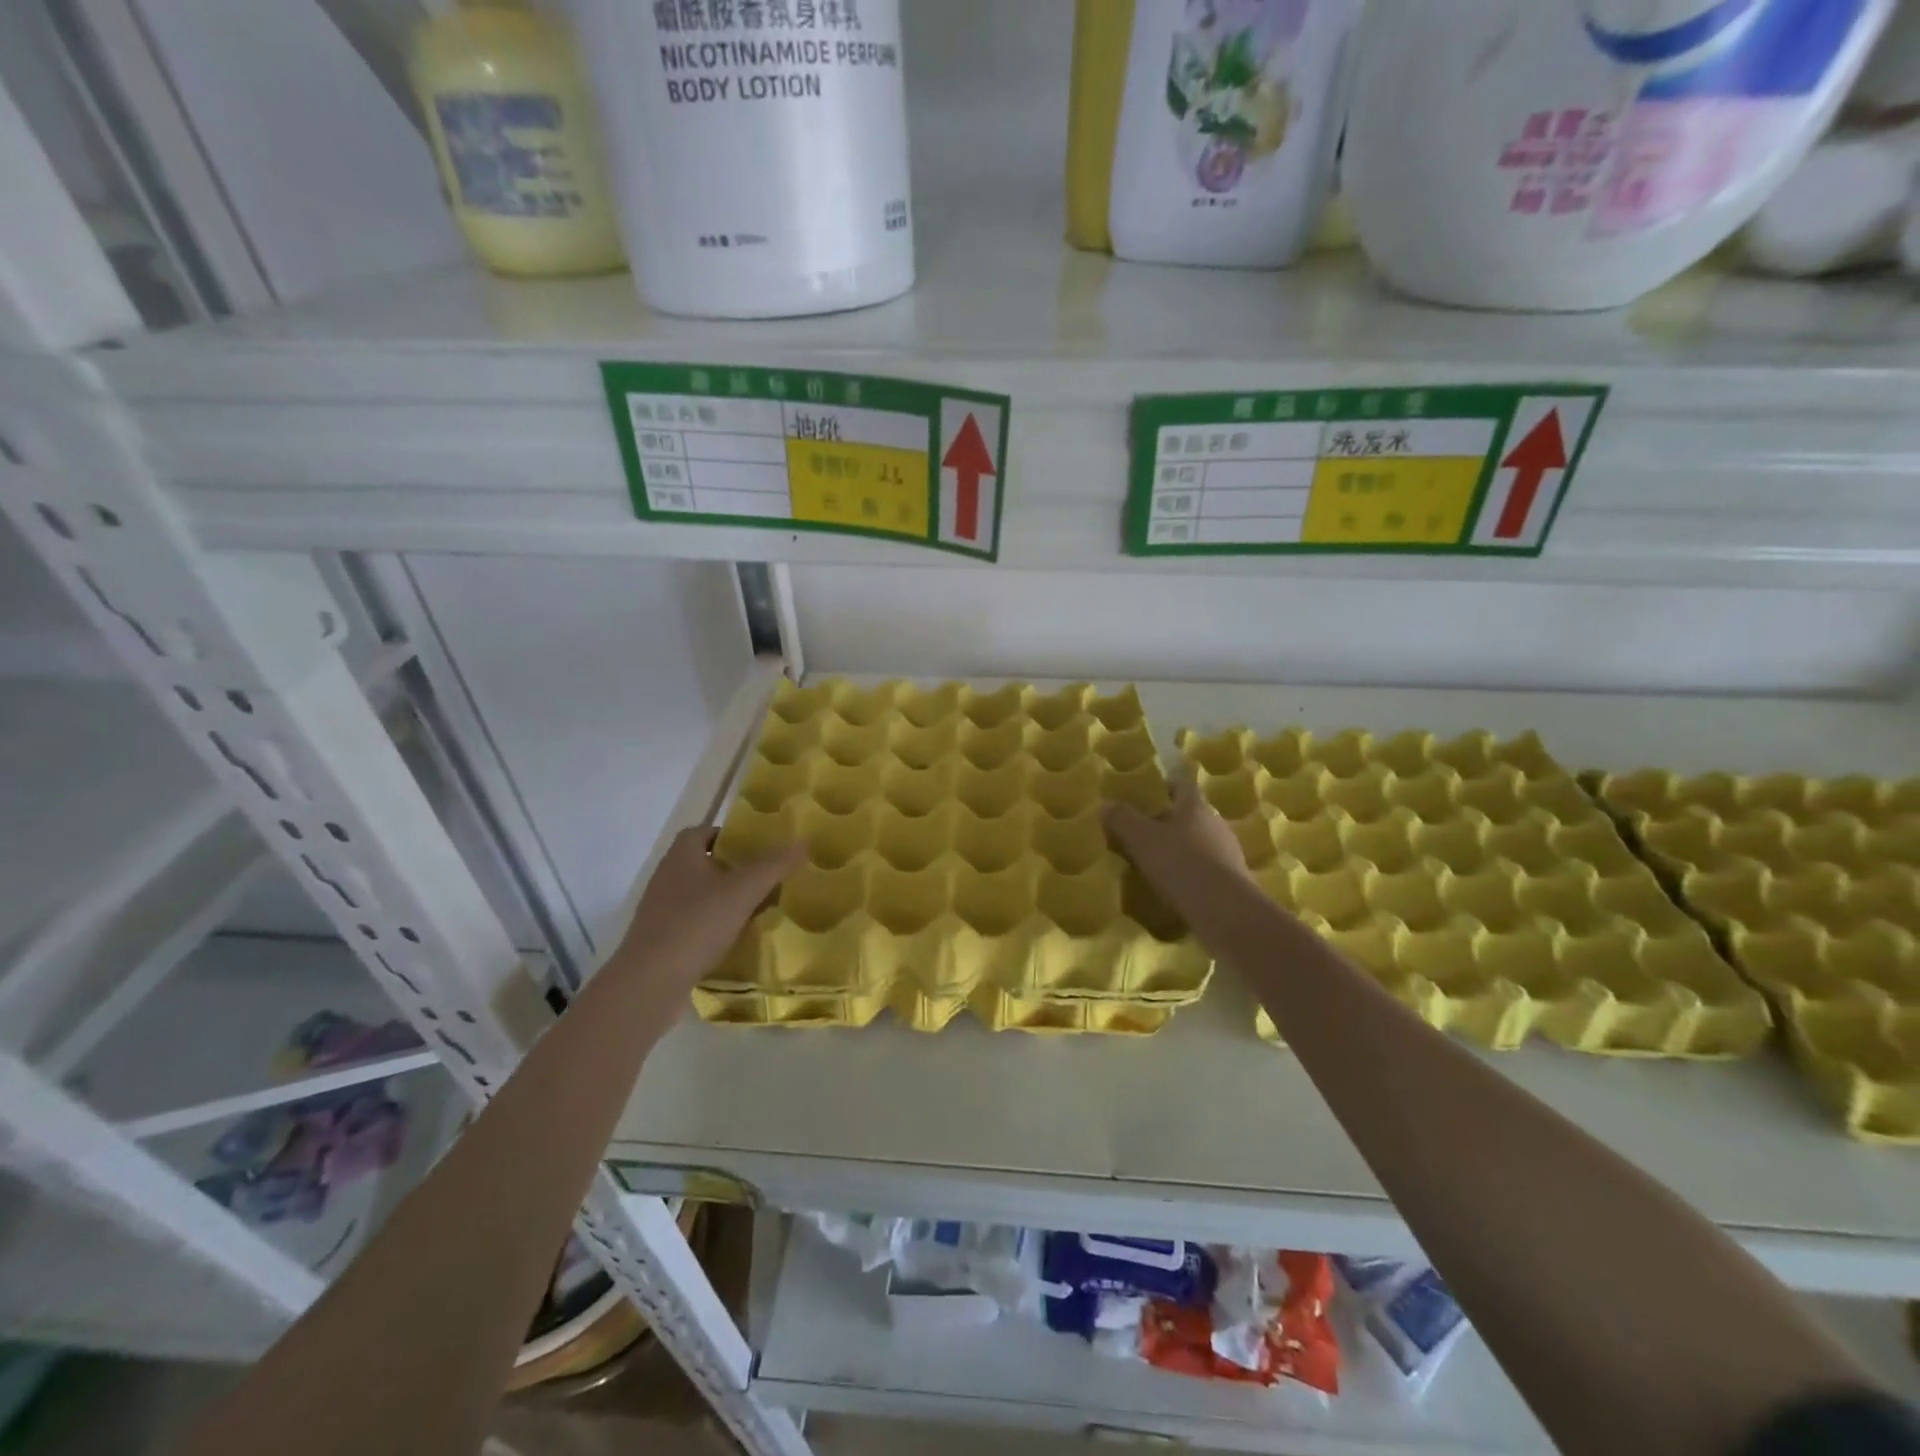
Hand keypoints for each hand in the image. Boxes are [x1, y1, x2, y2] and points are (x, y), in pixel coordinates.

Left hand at [615, 829, 803, 989]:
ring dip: (723, 899)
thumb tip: (803, 842)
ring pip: (697, 895)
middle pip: (702, 863)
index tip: (755, 848)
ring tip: (755, 909)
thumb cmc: (696, 924)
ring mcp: (659, 911)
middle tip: (763, 878)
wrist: (650, 982)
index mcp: (681, 857)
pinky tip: (734, 939)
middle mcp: (666, 878)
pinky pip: (692, 923)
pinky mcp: (660, 940)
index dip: (728, 835)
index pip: (702, 832)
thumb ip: (774, 865)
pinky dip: (713, 925)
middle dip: (732, 869)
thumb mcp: (743, 891)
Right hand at [1104, 780, 1249, 900]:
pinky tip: (1177, 887)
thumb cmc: (1180, 864)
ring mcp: (1229, 852)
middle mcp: (1216, 823)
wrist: (1225, 911)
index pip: (1182, 785)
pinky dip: (1192, 872)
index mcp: (1195, 806)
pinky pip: (1208, 868)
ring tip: (1158, 863)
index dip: (1166, 786)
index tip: (1150, 793)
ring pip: (1201, 842)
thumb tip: (1105, 804)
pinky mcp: (1234, 880)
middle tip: (1145, 832)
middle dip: (1170, 821)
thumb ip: (1122, 819)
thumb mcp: (1140, 839)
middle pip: (1191, 814)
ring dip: (1182, 849)